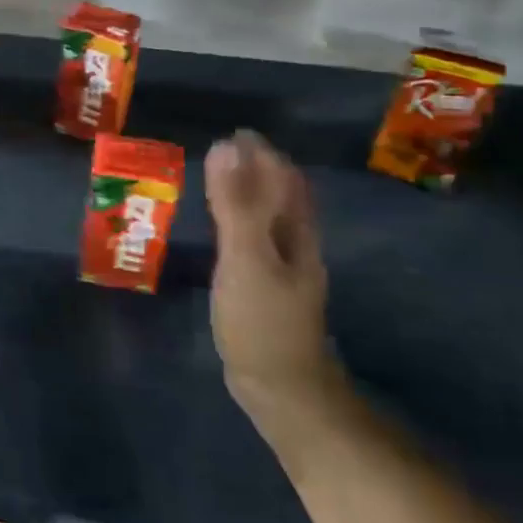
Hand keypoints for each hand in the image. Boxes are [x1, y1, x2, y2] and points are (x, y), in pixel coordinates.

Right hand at [204, 130, 341, 430]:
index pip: (283, 180)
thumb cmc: (262, 320)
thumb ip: (236, 203)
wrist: (281, 388)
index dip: (262, 155)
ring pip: (272, 219)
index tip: (235, 133)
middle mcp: (296, 246)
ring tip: (225, 180)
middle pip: (284, 197)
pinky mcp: (268, 290)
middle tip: (227, 151)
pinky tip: (229, 231)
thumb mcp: (245, 257)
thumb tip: (226, 146)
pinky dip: (243, 222)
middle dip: (260, 170)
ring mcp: (285, 271)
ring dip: (253, 195)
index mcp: (295, 233)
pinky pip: (258, 240)